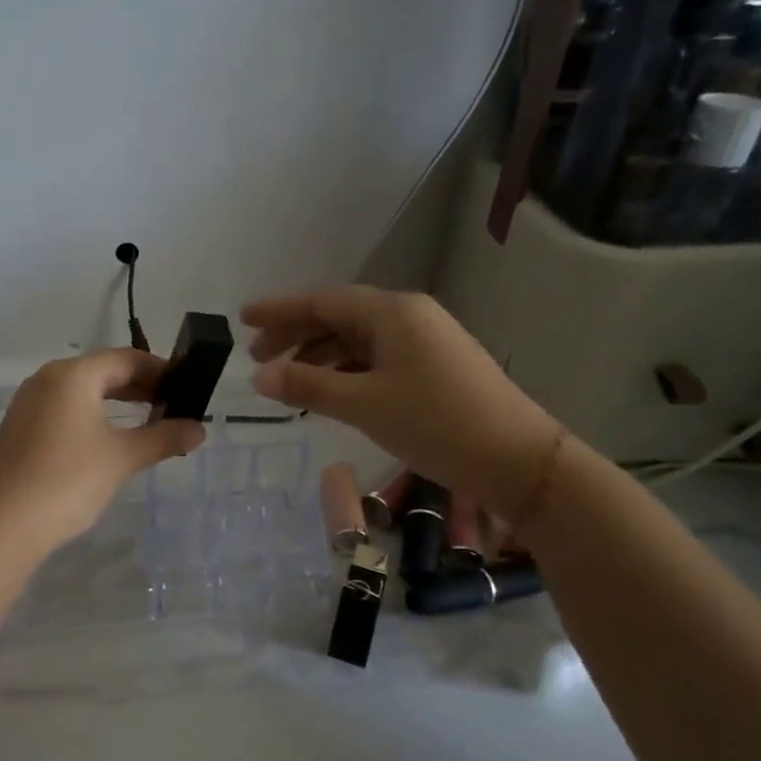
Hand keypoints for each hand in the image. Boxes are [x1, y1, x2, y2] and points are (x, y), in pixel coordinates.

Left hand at [0, 350, 205, 548]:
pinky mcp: (20, 428)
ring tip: (147, 421)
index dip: (160, 370)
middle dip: (139, 386)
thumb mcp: (123, 457)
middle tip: (173, 405)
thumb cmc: (69, 480)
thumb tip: (198, 429)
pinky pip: (64, 409)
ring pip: (82, 391)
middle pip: (102, 371)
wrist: (4, 524)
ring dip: (116, 401)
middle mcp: (47, 379)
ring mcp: (29, 403)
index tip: (187, 387)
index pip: (126, 358)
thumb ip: (163, 438)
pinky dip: (92, 416)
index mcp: (72, 375)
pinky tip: (108, 439)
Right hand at [242, 286, 561, 517]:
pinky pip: (377, 358)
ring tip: (288, 380)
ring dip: (320, 355)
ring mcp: (425, 341)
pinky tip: (330, 392)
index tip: (243, 318)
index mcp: (391, 313)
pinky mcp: (434, 366)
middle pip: (339, 316)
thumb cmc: (435, 424)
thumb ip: (308, 386)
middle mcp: (408, 316)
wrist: (517, 459)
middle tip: (257, 357)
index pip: (323, 301)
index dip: (280, 309)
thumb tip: (258, 377)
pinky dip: (346, 370)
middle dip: (296, 334)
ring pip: (358, 339)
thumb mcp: (364, 405)